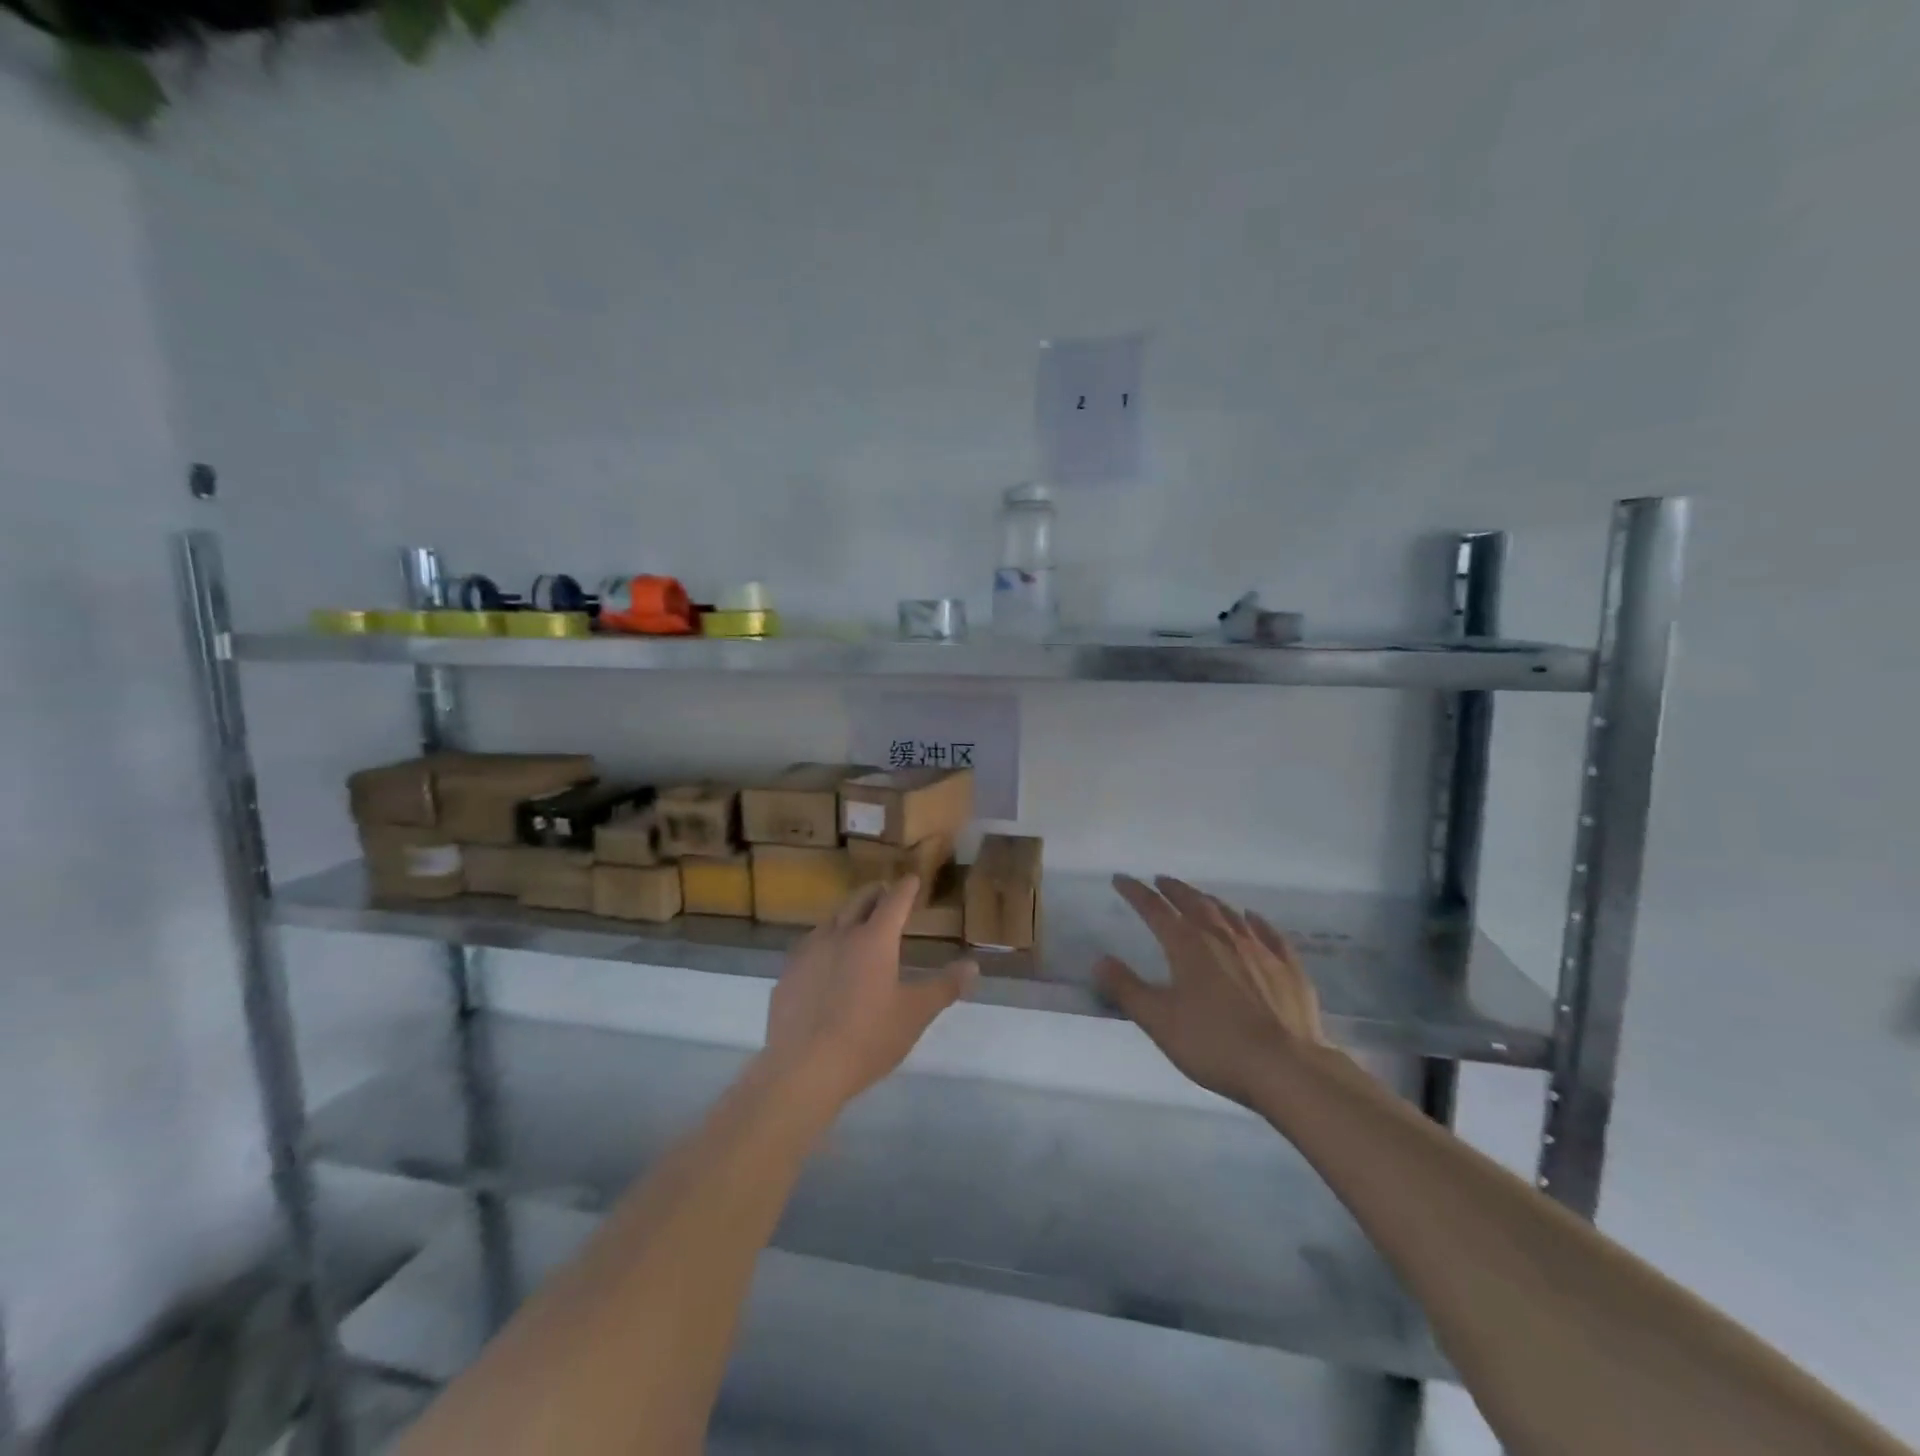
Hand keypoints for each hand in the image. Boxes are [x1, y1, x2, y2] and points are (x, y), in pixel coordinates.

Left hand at [764, 877, 977, 1107]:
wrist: (802, 1068)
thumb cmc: (867, 1038)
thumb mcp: (915, 1014)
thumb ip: (945, 986)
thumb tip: (973, 965)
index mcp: (874, 939)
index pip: (894, 902)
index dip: (905, 889)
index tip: (912, 879)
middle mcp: (839, 935)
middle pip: (858, 902)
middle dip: (874, 893)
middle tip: (884, 892)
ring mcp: (808, 953)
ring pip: (830, 921)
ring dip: (847, 915)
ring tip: (855, 922)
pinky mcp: (787, 975)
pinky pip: (809, 947)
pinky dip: (824, 942)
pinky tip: (823, 960)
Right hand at [1096, 875, 1331, 1105]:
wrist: (1286, 1067)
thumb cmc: (1214, 1044)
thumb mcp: (1159, 1021)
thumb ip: (1127, 989)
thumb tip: (1100, 960)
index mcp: (1188, 946)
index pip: (1155, 910)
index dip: (1135, 892)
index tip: (1121, 879)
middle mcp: (1222, 937)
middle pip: (1194, 903)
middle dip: (1174, 890)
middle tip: (1160, 880)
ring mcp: (1259, 950)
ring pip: (1229, 914)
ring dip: (1209, 901)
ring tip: (1199, 896)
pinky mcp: (1289, 968)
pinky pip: (1269, 933)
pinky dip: (1255, 921)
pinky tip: (1252, 918)